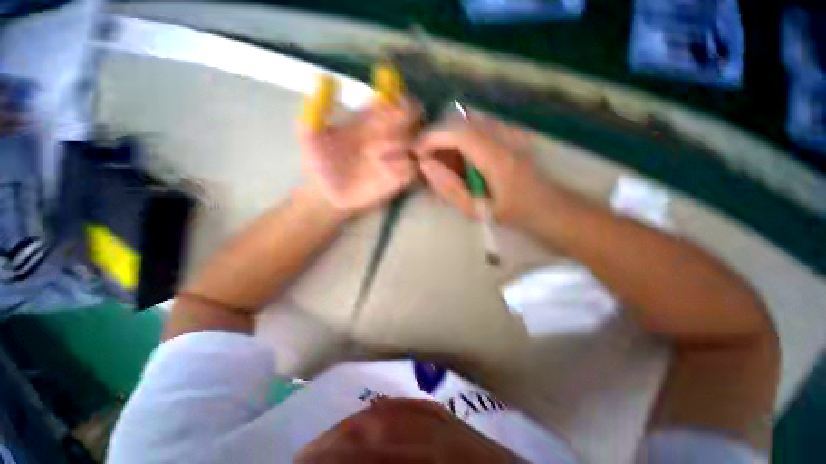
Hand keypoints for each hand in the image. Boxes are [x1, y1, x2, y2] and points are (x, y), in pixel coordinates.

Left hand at [300, 97, 421, 217]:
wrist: (325, 194)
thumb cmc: (319, 164)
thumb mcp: (310, 134)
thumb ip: (317, 109)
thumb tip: (326, 78)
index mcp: (369, 122)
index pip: (393, 103)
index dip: (398, 99)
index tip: (395, 100)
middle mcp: (386, 137)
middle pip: (411, 120)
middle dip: (407, 119)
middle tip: (393, 127)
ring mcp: (394, 158)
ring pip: (415, 144)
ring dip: (405, 144)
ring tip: (384, 151)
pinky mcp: (397, 179)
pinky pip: (411, 169)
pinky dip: (405, 167)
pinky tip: (388, 170)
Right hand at [413, 113, 553, 226]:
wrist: (549, 206)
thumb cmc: (513, 213)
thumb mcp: (476, 210)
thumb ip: (449, 188)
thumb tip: (425, 165)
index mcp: (497, 158)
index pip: (458, 133)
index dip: (433, 138)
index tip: (416, 152)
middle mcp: (505, 137)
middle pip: (461, 124)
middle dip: (438, 138)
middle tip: (427, 160)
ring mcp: (510, 131)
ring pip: (469, 124)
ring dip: (449, 139)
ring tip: (442, 162)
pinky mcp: (511, 132)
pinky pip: (479, 128)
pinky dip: (462, 140)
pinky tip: (461, 159)